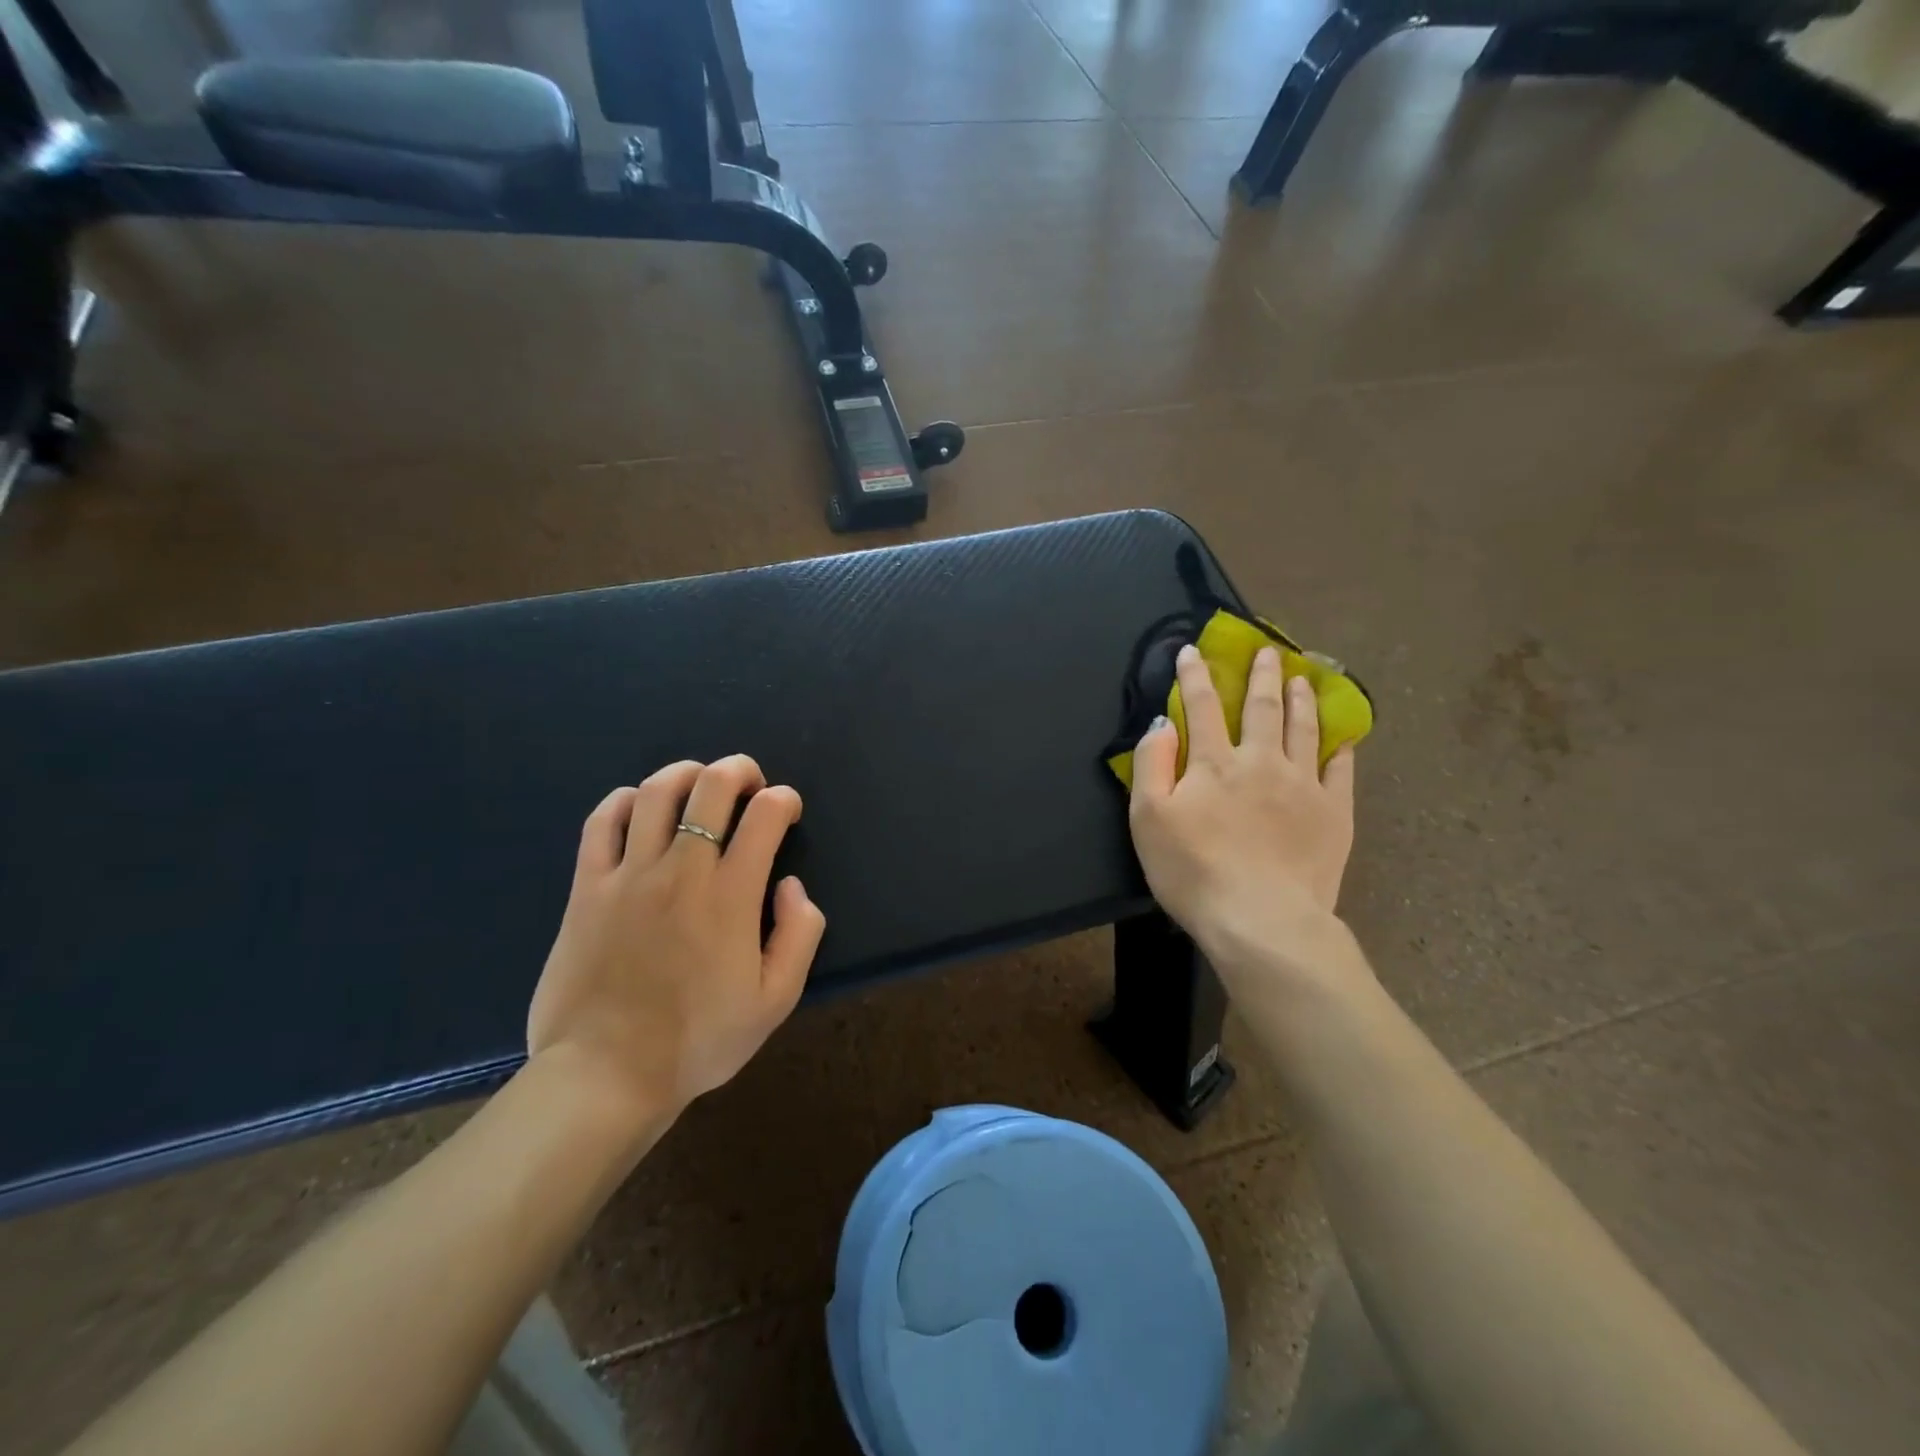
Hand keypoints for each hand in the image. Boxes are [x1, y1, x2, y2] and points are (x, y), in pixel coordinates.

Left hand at [527, 755, 826, 1125]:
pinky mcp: (587, 887)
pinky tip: (640, 807)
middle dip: (740, 770)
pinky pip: (603, 822)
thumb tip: (791, 883)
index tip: (787, 811)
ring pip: (657, 791)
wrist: (606, 1076)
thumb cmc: (698, 1041)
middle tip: (750, 783)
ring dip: (687, 773)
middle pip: (712, 787)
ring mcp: (629, 875)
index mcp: (731, 895)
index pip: (765, 815)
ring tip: (699, 784)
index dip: (784, 800)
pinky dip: (626, 800)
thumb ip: (800, 934)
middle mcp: (682, 870)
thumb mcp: (776, 1000)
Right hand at [1129, 644, 1356, 981]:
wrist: (1262, 919)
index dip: (1196, 675)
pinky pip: (1340, 768)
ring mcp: (1303, 784)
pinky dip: (1340, 746)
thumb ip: (1152, 764)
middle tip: (1266, 651)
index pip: (1203, 706)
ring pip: (1304, 728)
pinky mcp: (1334, 812)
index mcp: (1214, 762)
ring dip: (1301, 699)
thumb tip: (1162, 724)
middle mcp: (1261, 761)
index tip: (1193, 650)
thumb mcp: (1148, 819)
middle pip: (1262, 707)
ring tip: (1303, 677)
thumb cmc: (1193, 871)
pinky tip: (1341, 734)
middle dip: (1261, 675)